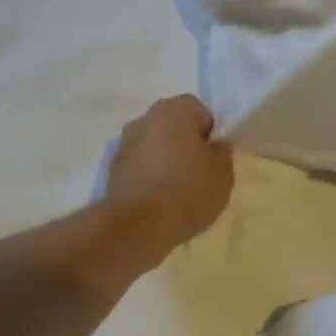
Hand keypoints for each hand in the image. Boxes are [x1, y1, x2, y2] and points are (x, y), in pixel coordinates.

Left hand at [103, 95, 233, 261]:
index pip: (199, 111)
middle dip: (185, 146)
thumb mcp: (223, 172)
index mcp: (175, 109)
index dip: (209, 134)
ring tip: (177, 193)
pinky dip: (149, 179)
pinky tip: (157, 203)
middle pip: (173, 127)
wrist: (138, 226)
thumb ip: (221, 153)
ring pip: (154, 147)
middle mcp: (146, 118)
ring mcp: (124, 144)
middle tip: (198, 174)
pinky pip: (139, 168)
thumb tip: (213, 148)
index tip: (212, 159)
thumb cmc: (187, 189)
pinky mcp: (112, 171)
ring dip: (164, 162)